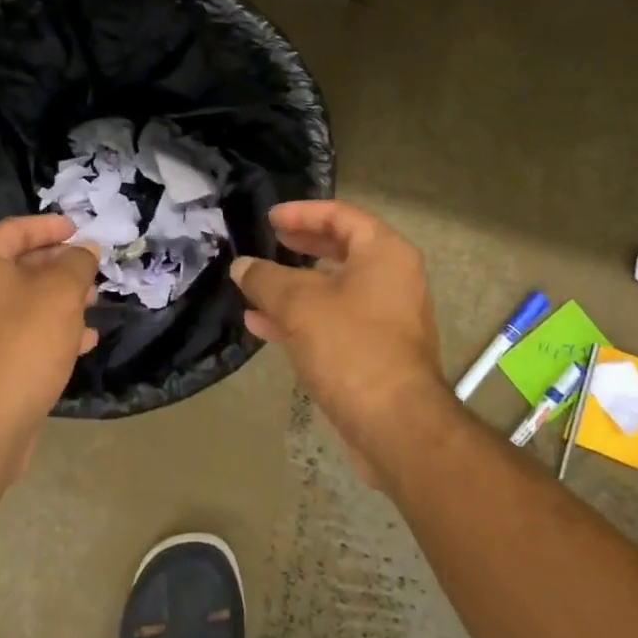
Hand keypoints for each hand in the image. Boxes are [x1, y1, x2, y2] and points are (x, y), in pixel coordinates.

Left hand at [0, 214, 99, 465]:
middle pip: (18, 265)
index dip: (50, 226)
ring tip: (94, 302)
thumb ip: (77, 263)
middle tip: (92, 268)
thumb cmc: (23, 340)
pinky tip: (83, 340)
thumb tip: (86, 249)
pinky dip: (50, 329)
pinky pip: (19, 332)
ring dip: (59, 299)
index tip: (80, 228)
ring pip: (22, 301)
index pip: (14, 230)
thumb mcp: (61, 291)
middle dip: (59, 266)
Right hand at [230, 200, 452, 486]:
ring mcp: (385, 318)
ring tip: (255, 285)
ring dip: (294, 287)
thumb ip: (265, 279)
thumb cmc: (351, 347)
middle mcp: (392, 279)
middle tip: (270, 240)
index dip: (302, 213)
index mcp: (385, 254)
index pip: (341, 216)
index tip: (269, 217)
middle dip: (300, 246)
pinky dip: (301, 319)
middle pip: (340, 250)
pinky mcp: (373, 352)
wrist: (394, 425)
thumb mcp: (299, 305)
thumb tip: (242, 266)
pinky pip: (333, 323)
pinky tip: (262, 325)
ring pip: (333, 290)